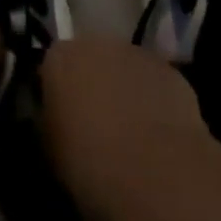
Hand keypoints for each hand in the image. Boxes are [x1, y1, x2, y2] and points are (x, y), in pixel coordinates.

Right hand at [40, 36, 213, 220]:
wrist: (158, 178)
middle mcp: (96, 43)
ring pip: (124, 70)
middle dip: (93, 86)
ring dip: (125, 92)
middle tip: (97, 128)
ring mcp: (137, 53)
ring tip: (132, 137)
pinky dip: (155, 103)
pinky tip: (160, 140)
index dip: (59, 95)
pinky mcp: (171, 72)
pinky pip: (155, 84)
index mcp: (60, 58)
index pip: (52, 67)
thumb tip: (55, 120)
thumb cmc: (92, 166)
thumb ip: (49, 123)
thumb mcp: (51, 151)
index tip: (64, 123)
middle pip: (90, 60)